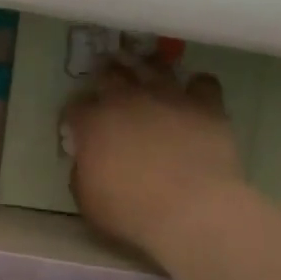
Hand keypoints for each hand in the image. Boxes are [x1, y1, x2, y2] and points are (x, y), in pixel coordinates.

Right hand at [63, 59, 244, 254]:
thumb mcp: (87, 200)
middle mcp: (127, 99)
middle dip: (106, 77)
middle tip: (109, 83)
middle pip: (110, 74)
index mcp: (93, 122)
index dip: (76, 114)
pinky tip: (194, 96)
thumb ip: (82, 172)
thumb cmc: (131, 212)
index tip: (78, 124)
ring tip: (148, 75)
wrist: (193, 211)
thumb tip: (88, 160)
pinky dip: (197, 87)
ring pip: (154, 67)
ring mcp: (168, 97)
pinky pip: (203, 82)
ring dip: (148, 69)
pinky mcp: (205, 105)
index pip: (75, 106)